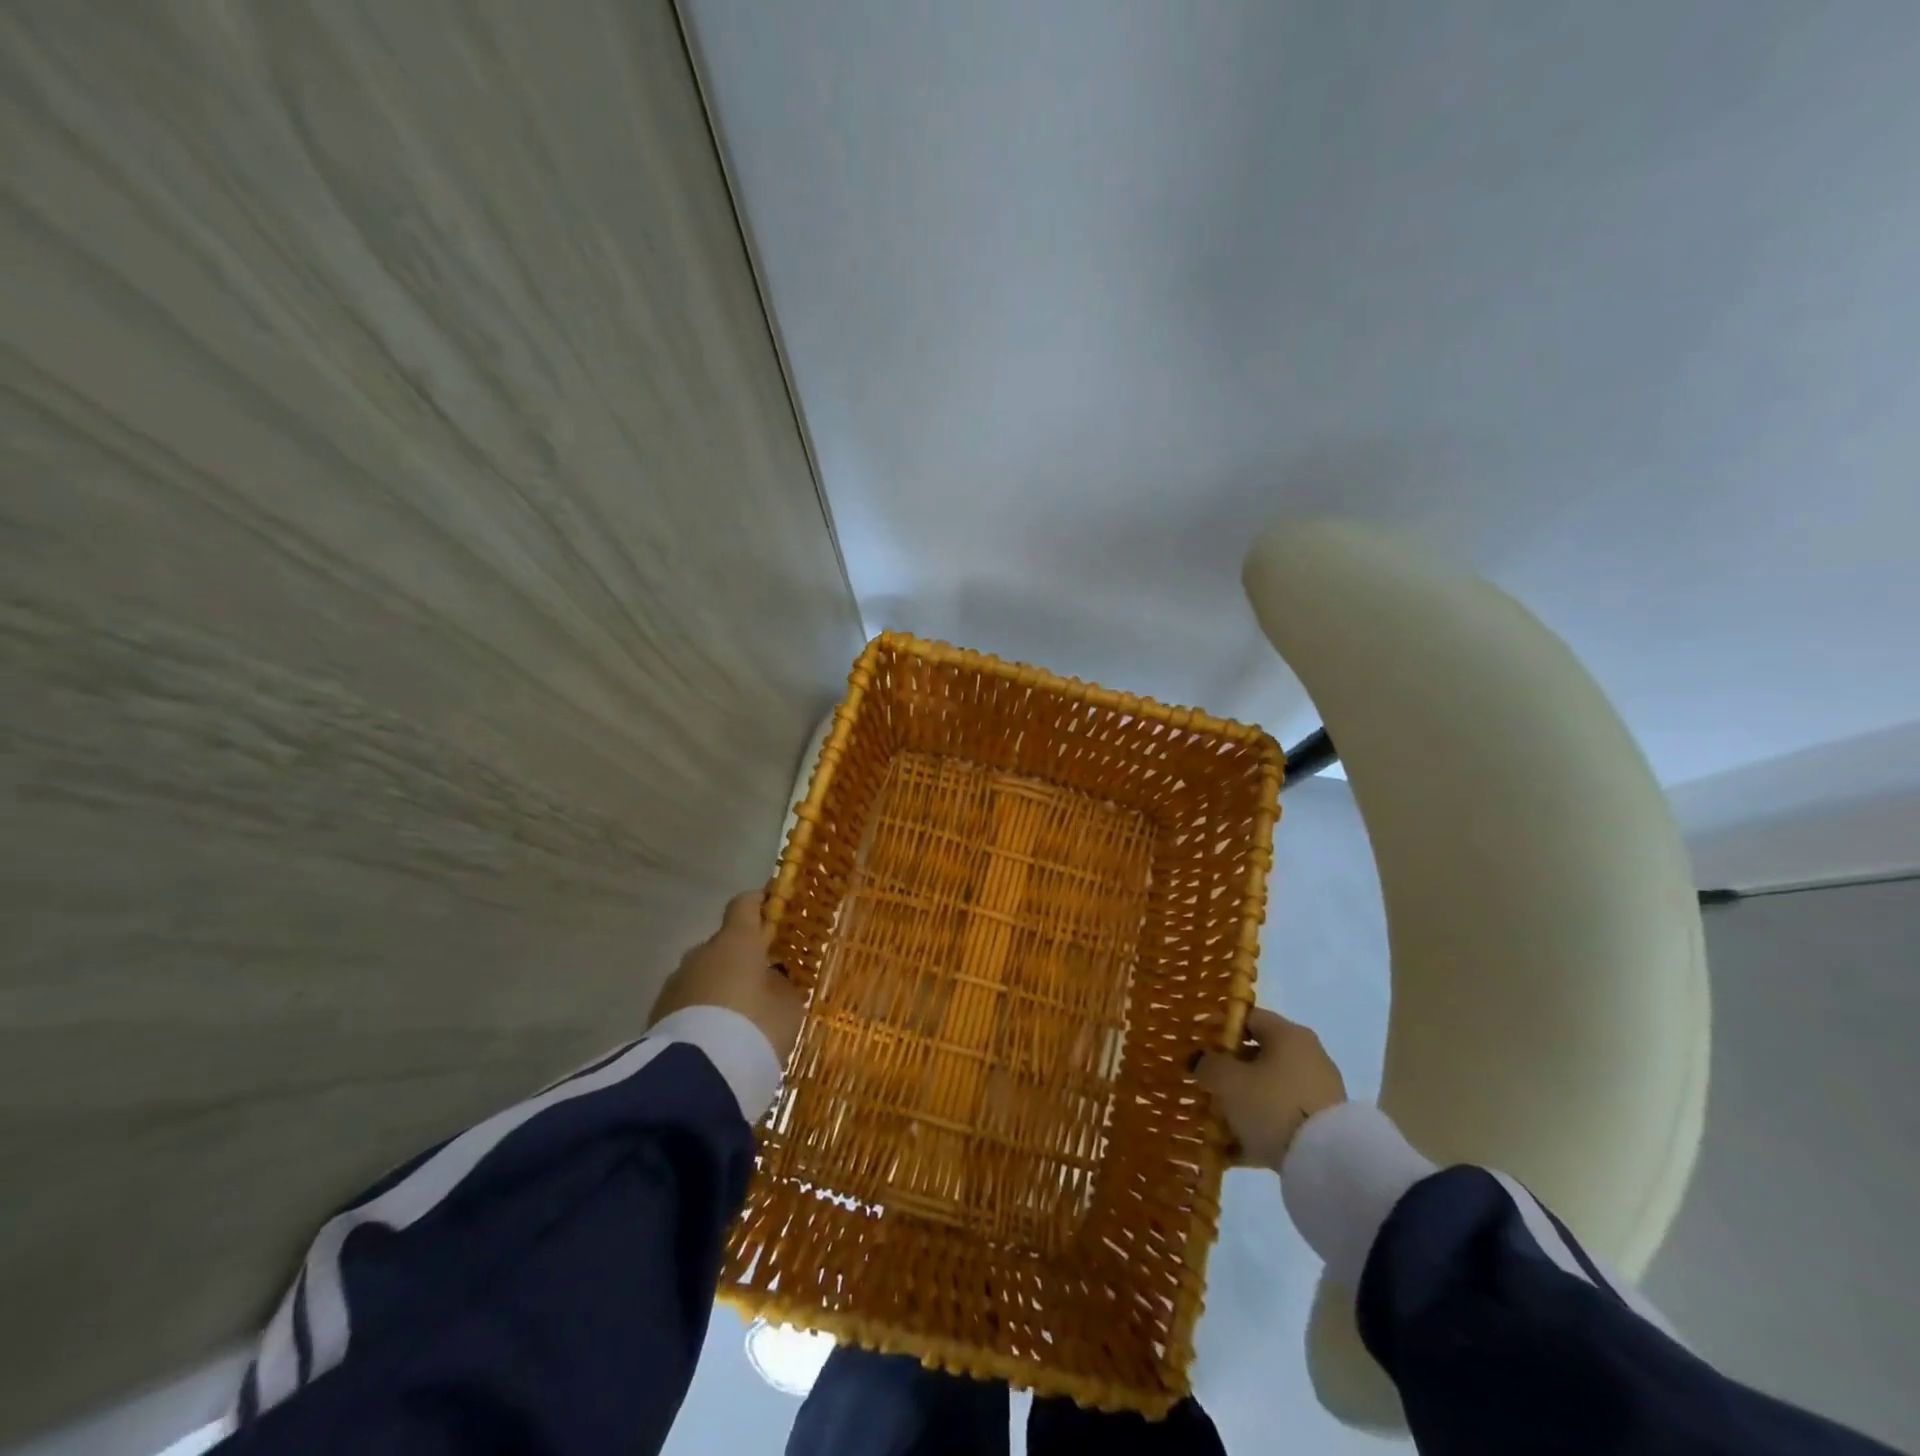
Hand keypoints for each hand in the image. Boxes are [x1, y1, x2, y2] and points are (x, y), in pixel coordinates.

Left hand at [649, 891, 804, 1063]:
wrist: (696, 1078)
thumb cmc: (755, 1028)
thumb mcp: (787, 1007)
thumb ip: (781, 986)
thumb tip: (772, 979)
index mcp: (736, 940)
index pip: (744, 904)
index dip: (759, 904)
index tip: (772, 910)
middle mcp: (702, 952)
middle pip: (724, 944)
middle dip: (741, 958)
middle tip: (761, 983)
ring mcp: (675, 982)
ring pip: (703, 974)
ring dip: (719, 987)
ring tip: (737, 1019)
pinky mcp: (657, 1013)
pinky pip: (688, 1002)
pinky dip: (701, 1012)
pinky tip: (715, 1038)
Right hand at [1194, 1007, 1346, 1168]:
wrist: (1328, 1163)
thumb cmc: (1272, 1105)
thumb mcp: (1228, 1080)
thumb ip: (1209, 1064)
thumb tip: (1202, 1060)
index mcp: (1288, 1035)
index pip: (1249, 1018)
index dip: (1220, 1029)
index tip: (1199, 1048)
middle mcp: (1308, 1056)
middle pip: (1259, 1056)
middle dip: (1229, 1071)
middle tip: (1205, 1086)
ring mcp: (1318, 1092)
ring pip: (1269, 1090)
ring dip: (1242, 1102)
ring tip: (1217, 1123)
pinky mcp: (1323, 1126)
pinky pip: (1282, 1118)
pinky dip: (1259, 1128)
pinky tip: (1235, 1149)